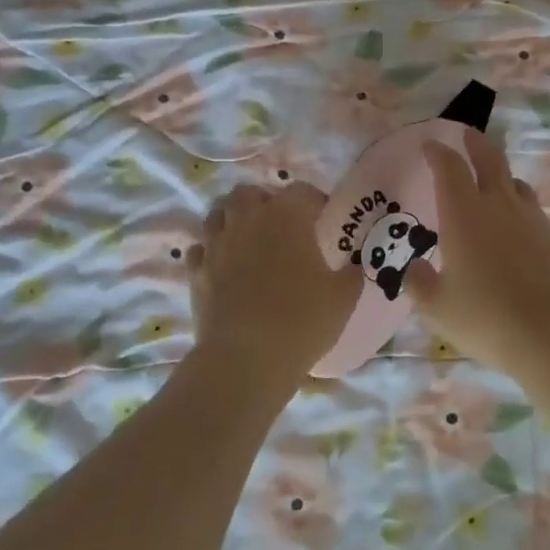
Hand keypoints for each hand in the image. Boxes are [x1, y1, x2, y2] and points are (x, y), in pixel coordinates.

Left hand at [188, 182, 359, 380]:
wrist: (246, 358)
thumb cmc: (302, 321)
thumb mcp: (343, 298)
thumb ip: (351, 274)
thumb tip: (353, 266)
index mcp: (286, 217)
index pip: (300, 191)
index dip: (314, 201)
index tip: (323, 218)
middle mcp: (247, 220)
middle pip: (250, 193)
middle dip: (265, 202)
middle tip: (282, 225)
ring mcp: (216, 245)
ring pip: (218, 213)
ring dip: (234, 219)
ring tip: (250, 240)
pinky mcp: (196, 272)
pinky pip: (201, 248)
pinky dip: (212, 250)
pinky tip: (225, 266)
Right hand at [405, 131, 549, 380]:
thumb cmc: (487, 318)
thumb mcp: (438, 308)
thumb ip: (419, 284)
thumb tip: (413, 269)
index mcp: (464, 214)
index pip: (449, 168)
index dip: (438, 153)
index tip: (430, 146)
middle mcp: (499, 206)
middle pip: (489, 159)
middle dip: (475, 143)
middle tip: (466, 135)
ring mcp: (533, 219)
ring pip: (515, 183)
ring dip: (500, 176)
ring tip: (492, 183)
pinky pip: (533, 212)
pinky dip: (519, 210)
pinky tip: (516, 231)